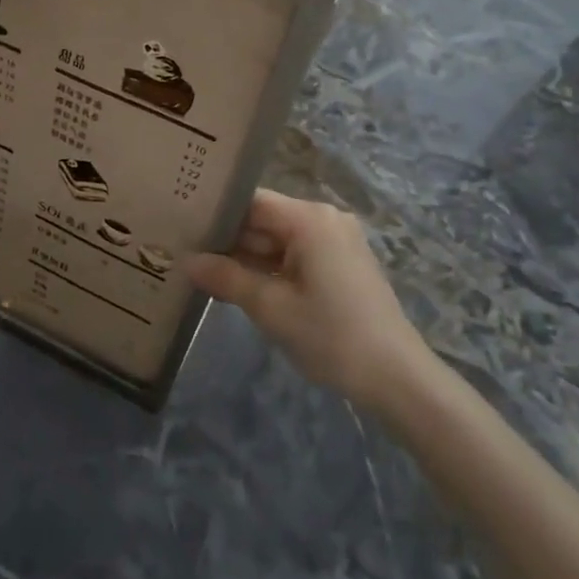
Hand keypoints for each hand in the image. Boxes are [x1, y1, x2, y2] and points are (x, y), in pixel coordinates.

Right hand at [188, 189, 431, 412]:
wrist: (396, 377)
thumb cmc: (331, 336)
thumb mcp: (271, 308)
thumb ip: (226, 278)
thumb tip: (186, 261)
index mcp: (309, 219)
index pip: (251, 202)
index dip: (216, 214)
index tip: (182, 228)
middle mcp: (325, 219)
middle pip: (265, 220)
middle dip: (229, 241)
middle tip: (185, 255)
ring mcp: (337, 241)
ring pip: (279, 241)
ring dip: (247, 259)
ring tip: (204, 273)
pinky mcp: (343, 264)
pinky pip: (297, 256)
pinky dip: (271, 270)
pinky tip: (241, 287)